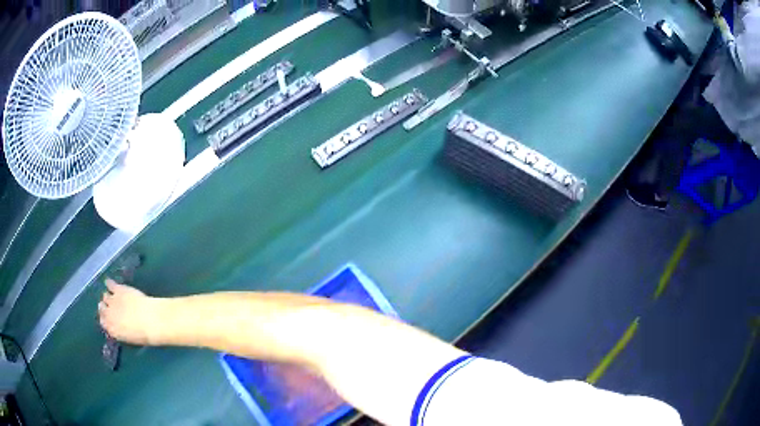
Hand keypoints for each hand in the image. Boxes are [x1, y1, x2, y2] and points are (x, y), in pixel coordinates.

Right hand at [98, 279, 159, 345]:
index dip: (105, 318)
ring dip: (108, 296)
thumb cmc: (144, 333)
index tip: (108, 316)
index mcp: (112, 329)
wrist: (150, 320)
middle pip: (102, 308)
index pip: (103, 322)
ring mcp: (112, 301)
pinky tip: (109, 282)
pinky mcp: (118, 289)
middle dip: (105, 306)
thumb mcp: (130, 337)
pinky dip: (109, 283)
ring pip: (105, 296)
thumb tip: (119, 326)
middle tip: (110, 305)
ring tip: (113, 296)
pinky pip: (109, 284)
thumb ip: (121, 331)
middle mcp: (109, 315)